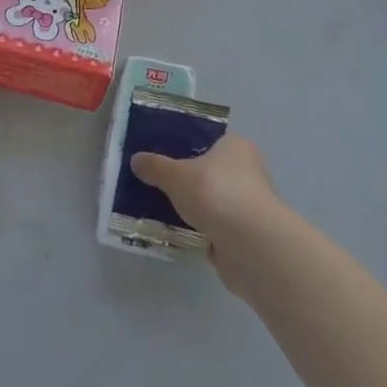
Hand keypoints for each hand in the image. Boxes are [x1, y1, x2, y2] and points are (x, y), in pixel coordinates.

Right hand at [131, 136, 283, 295]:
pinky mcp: (246, 235)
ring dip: (193, 209)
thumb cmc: (216, 193)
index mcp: (236, 147)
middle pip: (209, 173)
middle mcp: (248, 172)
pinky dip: (200, 231)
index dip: (185, 148)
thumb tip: (136, 159)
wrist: (250, 245)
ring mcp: (248, 205)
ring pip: (211, 202)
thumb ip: (155, 167)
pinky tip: (176, 234)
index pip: (208, 142)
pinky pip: (215, 228)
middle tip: (156, 184)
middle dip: (186, 182)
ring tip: (159, 211)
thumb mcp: (176, 175)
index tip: (162, 157)